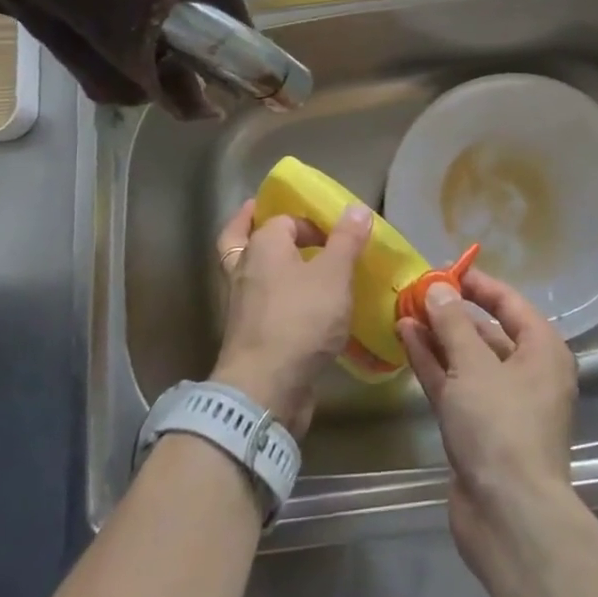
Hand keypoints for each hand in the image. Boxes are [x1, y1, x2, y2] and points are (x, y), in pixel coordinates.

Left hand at [211, 199, 371, 437]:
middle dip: (255, 228)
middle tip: (279, 227)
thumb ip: (346, 240)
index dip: (309, 224)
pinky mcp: (246, 335)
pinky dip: (272, 299)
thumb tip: (356, 207)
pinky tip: (298, 308)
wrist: (265, 389)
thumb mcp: (334, 275)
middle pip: (242, 238)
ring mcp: (240, 304)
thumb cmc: (301, 320)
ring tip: (294, 266)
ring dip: (264, 266)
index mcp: (263, 245)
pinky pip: (258, 305)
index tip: (335, 239)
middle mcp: (244, 268)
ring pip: (247, 273)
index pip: (283, 219)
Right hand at [397, 270, 578, 571]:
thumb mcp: (474, 366)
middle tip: (417, 291)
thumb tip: (438, 288)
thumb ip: (453, 323)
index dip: (477, 284)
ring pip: (467, 359)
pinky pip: (455, 384)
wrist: (509, 517)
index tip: (444, 269)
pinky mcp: (478, 429)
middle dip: (452, 311)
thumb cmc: (501, 427)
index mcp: (542, 350)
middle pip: (487, 330)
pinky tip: (405, 339)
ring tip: (404, 311)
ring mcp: (502, 403)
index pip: (509, 302)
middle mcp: (527, 372)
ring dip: (437, 336)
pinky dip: (433, 363)